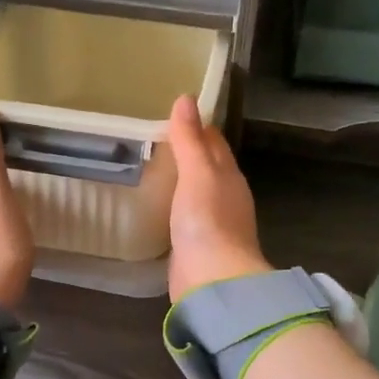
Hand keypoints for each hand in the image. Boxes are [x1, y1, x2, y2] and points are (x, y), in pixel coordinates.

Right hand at [166, 94, 269, 301]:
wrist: (213, 280)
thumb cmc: (207, 220)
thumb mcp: (197, 173)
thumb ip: (190, 139)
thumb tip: (185, 98)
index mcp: (229, 176)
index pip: (214, 142)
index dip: (198, 126)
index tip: (173, 113)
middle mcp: (225, 197)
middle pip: (207, 167)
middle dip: (187, 152)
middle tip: (154, 138)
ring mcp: (212, 224)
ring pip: (195, 193)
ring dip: (179, 181)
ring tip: (149, 168)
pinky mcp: (196, 247)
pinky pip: (183, 217)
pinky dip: (172, 207)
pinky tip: (155, 206)